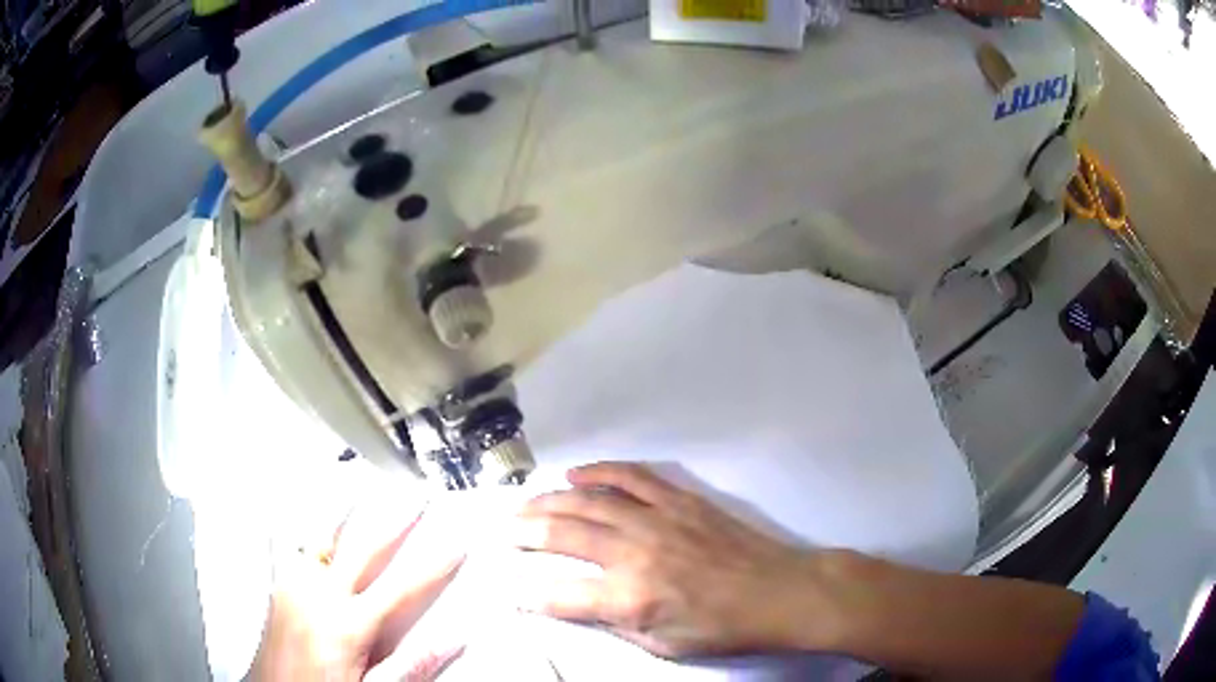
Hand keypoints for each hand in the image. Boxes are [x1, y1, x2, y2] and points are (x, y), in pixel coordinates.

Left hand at [252, 495, 465, 681]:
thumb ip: (414, 664)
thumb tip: (454, 639)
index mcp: (350, 625)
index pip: (403, 588)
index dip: (434, 565)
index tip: (455, 543)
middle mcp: (320, 596)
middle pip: (364, 549)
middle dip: (395, 521)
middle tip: (415, 497)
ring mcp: (294, 586)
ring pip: (319, 536)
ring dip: (342, 509)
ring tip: (357, 485)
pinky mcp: (276, 588)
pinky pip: (283, 546)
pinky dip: (294, 526)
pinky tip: (294, 509)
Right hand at [512, 462, 843, 657]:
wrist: (778, 592)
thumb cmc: (722, 628)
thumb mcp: (663, 646)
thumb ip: (615, 624)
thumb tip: (576, 606)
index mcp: (630, 598)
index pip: (559, 595)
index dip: (527, 594)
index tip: (507, 589)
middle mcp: (634, 553)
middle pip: (562, 534)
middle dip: (523, 532)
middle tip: (500, 530)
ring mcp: (656, 519)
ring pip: (588, 501)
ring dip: (549, 500)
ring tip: (523, 503)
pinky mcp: (678, 500)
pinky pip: (631, 477)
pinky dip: (599, 471)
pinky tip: (575, 473)